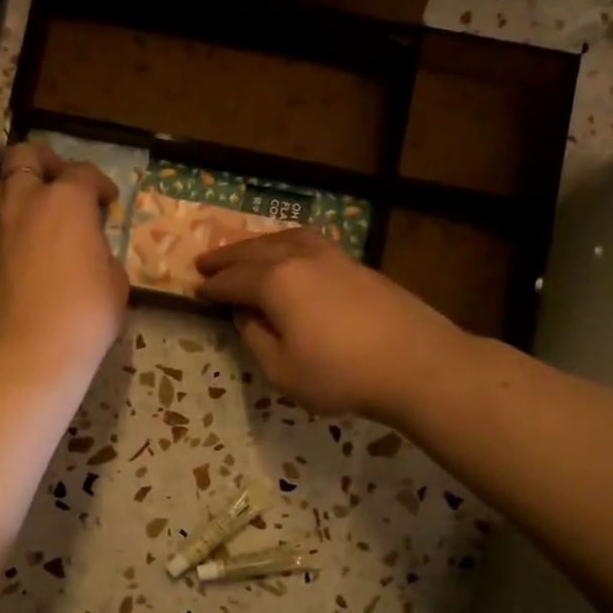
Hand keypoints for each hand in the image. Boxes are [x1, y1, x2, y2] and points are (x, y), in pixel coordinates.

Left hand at [0, 142, 127, 370]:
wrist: (30, 349)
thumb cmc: (85, 313)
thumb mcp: (113, 280)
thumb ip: (100, 252)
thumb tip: (89, 251)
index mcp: (66, 201)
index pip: (84, 173)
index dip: (99, 184)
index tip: (106, 202)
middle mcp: (24, 201)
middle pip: (24, 156)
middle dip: (43, 162)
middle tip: (56, 182)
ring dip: (12, 190)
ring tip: (27, 212)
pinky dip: (0, 229)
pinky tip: (13, 251)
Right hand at [195, 227, 463, 421]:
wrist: (417, 364)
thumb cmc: (341, 374)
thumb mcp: (282, 370)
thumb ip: (256, 339)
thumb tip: (246, 315)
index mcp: (277, 283)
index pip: (234, 280)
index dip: (212, 287)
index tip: (195, 289)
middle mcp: (301, 259)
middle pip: (255, 251)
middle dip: (227, 256)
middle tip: (205, 261)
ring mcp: (334, 257)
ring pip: (286, 238)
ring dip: (259, 244)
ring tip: (246, 250)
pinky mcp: (358, 266)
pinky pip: (311, 243)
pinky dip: (288, 245)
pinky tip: (291, 256)